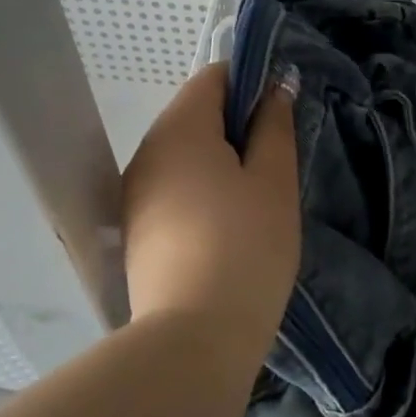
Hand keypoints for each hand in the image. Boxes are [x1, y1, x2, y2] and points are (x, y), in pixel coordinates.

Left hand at [122, 63, 299, 363]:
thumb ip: (275, 125)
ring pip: (183, 154)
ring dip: (219, 161)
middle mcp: (147, 151)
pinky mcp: (136, 229)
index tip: (280, 114)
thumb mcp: (274, 181)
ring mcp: (136, 192)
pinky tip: (226, 226)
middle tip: (274, 162)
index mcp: (180, 129)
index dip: (250, 83)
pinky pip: (172, 188)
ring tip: (255, 199)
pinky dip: (200, 191)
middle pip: (194, 114)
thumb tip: (276, 86)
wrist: (193, 339)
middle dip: (235, 126)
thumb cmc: (246, 247)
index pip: (212, 77)